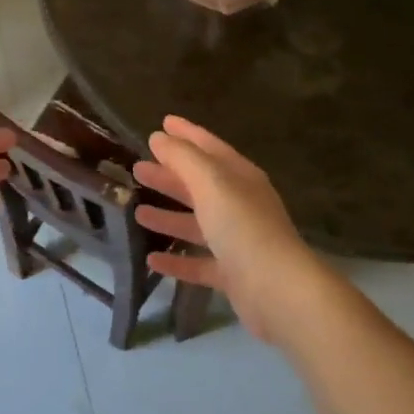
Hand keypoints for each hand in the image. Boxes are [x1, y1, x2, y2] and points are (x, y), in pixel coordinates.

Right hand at [132, 116, 333, 343]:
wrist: (277, 290)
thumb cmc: (243, 226)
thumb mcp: (211, 182)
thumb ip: (183, 158)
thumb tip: (158, 137)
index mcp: (240, 177)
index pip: (209, 147)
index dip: (186, 134)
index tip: (162, 123)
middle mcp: (240, 205)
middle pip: (200, 185)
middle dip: (170, 175)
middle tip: (137, 168)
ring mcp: (237, 241)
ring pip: (197, 223)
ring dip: (168, 216)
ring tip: (137, 211)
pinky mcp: (232, 275)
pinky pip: (198, 262)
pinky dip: (176, 260)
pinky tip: (151, 260)